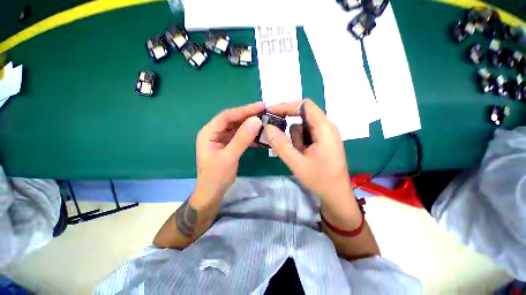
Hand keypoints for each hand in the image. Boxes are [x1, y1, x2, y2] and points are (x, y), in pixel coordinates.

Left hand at [195, 101, 263, 199]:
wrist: (212, 193)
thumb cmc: (216, 176)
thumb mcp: (229, 157)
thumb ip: (242, 139)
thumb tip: (256, 120)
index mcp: (209, 132)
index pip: (227, 116)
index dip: (244, 110)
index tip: (260, 106)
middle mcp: (214, 132)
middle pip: (232, 120)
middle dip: (248, 115)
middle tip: (265, 111)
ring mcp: (221, 138)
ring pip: (237, 127)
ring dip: (250, 124)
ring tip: (264, 121)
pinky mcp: (228, 144)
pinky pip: (240, 136)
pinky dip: (249, 134)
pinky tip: (259, 134)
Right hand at [265, 99, 353, 204]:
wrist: (337, 194)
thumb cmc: (320, 180)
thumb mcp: (297, 163)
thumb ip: (281, 145)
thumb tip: (268, 128)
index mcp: (324, 129)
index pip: (304, 106)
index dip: (286, 106)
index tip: (270, 112)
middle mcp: (327, 127)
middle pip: (303, 115)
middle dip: (288, 124)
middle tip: (276, 134)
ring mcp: (325, 134)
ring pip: (303, 126)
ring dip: (295, 138)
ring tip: (297, 154)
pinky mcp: (322, 141)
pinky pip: (306, 134)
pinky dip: (299, 142)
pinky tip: (300, 154)